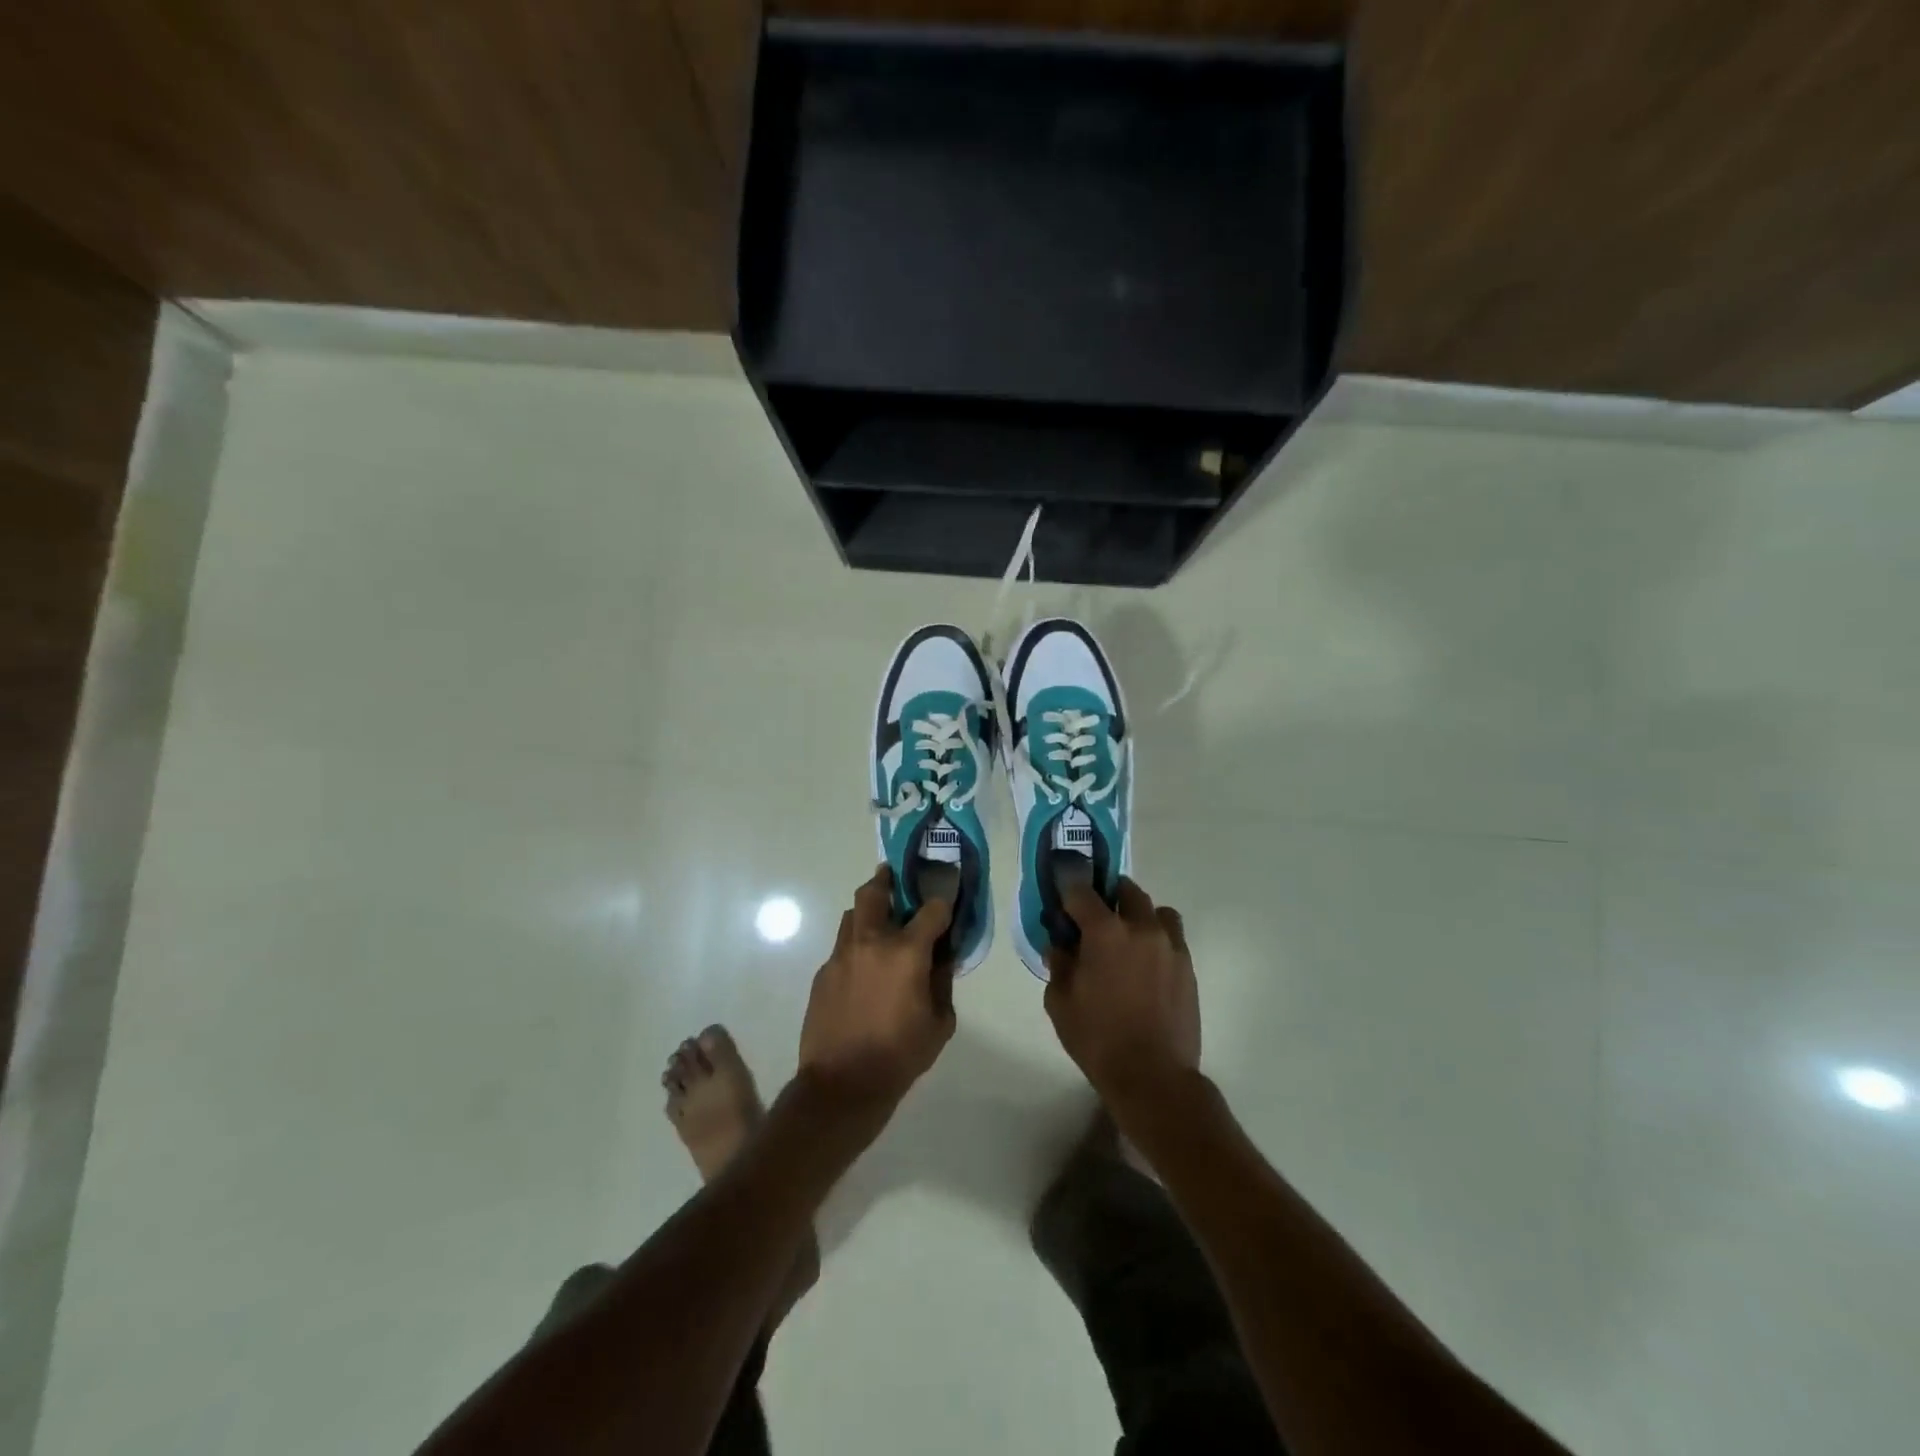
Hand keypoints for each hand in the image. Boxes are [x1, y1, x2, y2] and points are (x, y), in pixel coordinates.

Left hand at [798, 866, 956, 1112]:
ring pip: (852, 915)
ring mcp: (841, 955)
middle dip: (886, 880)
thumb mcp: (939, 1023)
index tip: (947, 904)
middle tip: (894, 878)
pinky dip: (855, 945)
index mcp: (906, 952)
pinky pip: (841, 946)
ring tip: (879, 923)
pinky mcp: (823, 973)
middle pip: (874, 892)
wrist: (841, 1085)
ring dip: (867, 911)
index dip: (942, 903)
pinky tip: (863, 968)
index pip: (931, 909)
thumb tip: (941, 959)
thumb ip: (942, 983)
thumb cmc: (899, 1055)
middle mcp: (871, 942)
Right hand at [1045, 878, 1200, 1104]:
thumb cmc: (1098, 1039)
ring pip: (1156, 911)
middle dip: (1108, 896)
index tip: (1062, 896)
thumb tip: (1061, 945)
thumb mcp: (1060, 1002)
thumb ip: (1058, 964)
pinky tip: (1146, 965)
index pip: (1081, 891)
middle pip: (1126, 890)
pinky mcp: (1188, 966)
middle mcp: (1141, 928)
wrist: (1153, 1076)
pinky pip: (1172, 937)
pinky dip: (1157, 939)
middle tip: (1095, 918)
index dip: (1068, 889)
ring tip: (1128, 939)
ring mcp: (1170, 945)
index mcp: (1105, 931)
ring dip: (1139, 915)